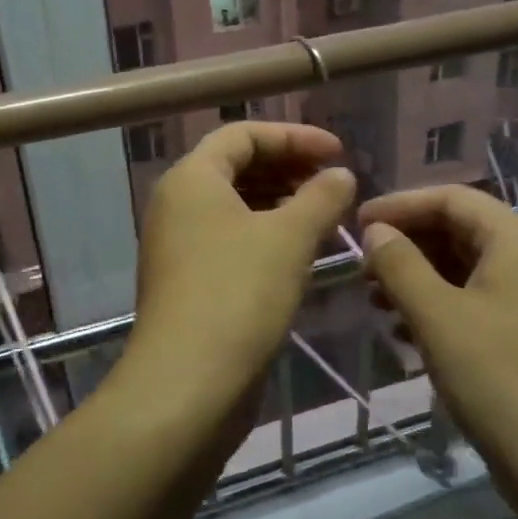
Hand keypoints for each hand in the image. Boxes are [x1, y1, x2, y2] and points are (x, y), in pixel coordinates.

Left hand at [127, 122, 356, 414]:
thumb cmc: (238, 295)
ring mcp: (179, 246)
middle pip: (236, 167)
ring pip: (235, 207)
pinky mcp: (188, 282)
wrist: (188, 384)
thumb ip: (320, 198)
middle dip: (288, 168)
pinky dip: (265, 235)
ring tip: (325, 216)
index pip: (242, 134)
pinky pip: (230, 240)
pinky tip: (300, 253)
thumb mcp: (289, 239)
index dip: (294, 137)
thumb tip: (341, 175)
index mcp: (191, 179)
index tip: (338, 153)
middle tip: (333, 184)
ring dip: (280, 204)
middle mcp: (177, 205)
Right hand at [357, 185, 517, 518]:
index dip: (400, 205)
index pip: (451, 199)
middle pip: (460, 230)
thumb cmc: (498, 380)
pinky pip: (479, 301)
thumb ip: (400, 265)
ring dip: (419, 277)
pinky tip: (408, 331)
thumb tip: (375, 231)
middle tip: (362, 268)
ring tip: (377, 301)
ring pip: (467, 268)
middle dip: (408, 244)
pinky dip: (441, 305)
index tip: (356, 223)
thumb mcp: (437, 317)